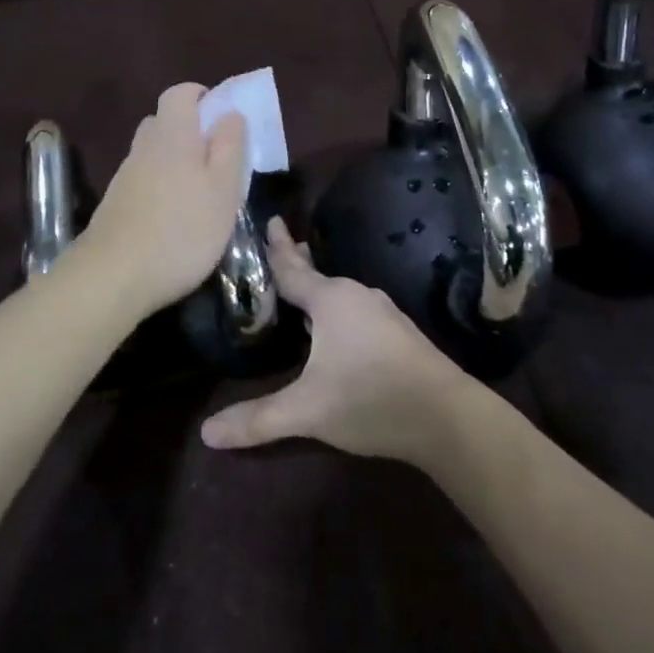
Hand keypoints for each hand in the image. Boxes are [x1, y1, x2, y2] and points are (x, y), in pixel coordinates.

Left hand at [71, 84, 247, 316]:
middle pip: (166, 122)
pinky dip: (163, 186)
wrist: (113, 277)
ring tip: (202, 194)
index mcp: (172, 134)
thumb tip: (230, 112)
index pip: (180, 93)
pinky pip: (145, 179)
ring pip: (154, 153)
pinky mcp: (116, 204)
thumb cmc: (182, 230)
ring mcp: (125, 176)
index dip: (202, 97)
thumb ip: (229, 146)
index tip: (224, 119)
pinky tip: (176, 218)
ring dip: (178, 162)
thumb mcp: (224, 188)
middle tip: (219, 160)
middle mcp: (144, 146)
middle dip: (193, 132)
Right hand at [200, 218, 474, 465]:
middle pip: (317, 275)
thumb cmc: (370, 399)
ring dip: (318, 288)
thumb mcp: (307, 411)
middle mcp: (357, 295)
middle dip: (297, 262)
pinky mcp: (399, 332)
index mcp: (331, 300)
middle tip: (280, 244)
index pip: (292, 269)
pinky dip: (337, 308)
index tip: (271, 220)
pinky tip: (336, 325)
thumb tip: (206, 432)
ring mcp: (383, 312)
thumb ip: (257, 419)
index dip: (276, 248)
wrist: (447, 417)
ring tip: (301, 288)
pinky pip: (356, 309)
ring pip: (340, 293)